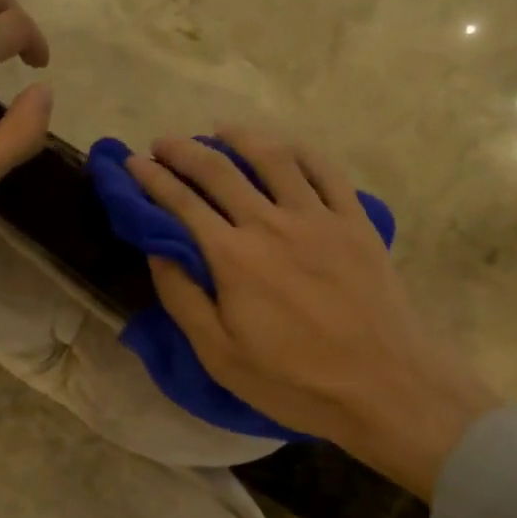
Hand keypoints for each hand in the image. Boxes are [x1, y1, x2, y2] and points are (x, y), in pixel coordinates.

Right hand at [126, 128, 498, 496]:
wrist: (384, 385)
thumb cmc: (295, 381)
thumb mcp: (221, 356)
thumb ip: (183, 298)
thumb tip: (158, 250)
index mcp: (233, 257)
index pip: (181, 203)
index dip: (152, 179)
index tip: (133, 163)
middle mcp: (272, 223)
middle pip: (220, 170)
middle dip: (183, 151)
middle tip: (163, 144)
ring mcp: (319, 217)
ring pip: (273, 157)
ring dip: (239, 138)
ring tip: (219, 131)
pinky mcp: (355, 221)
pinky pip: (325, 170)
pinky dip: (299, 151)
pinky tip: (286, 148)